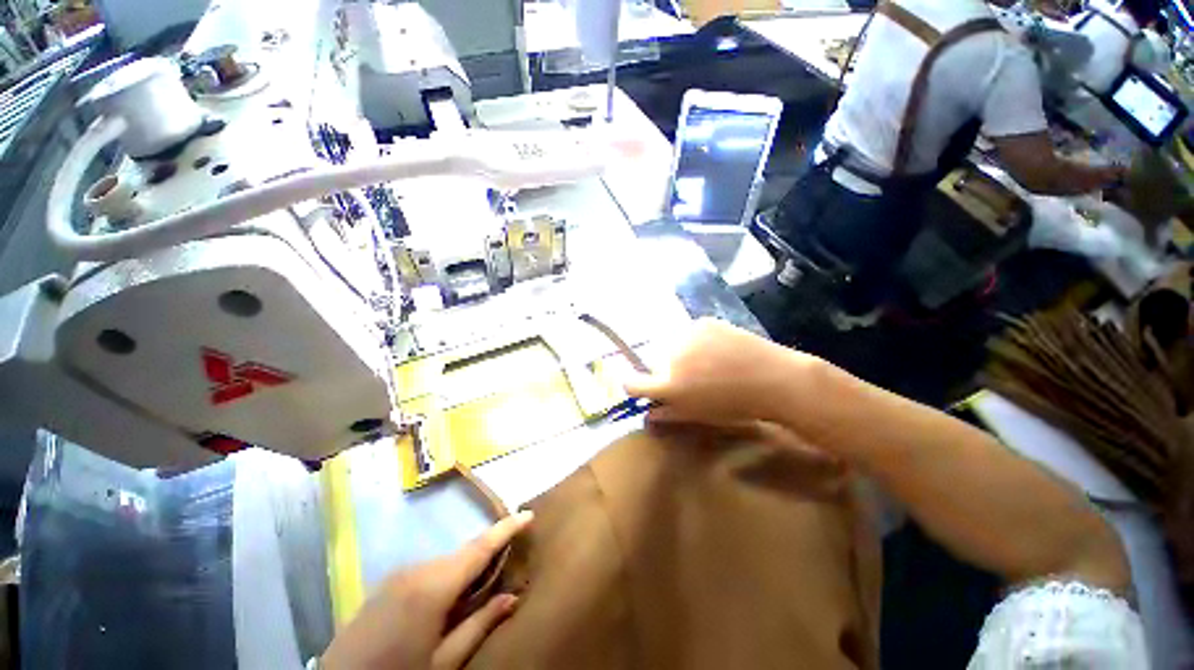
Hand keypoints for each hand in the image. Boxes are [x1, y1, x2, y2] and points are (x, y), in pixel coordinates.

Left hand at [322, 512, 532, 669]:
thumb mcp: (443, 663)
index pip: (479, 547)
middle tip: (510, 559)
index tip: (529, 514)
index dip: (506, 528)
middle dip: (487, 553)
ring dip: (465, 568)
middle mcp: (416, 569)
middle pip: (463, 553)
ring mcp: (397, 575)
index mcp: (433, 585)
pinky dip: (445, 577)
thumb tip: (512, 597)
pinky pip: (426, 572)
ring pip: (445, 562)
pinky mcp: (385, 585)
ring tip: (481, 587)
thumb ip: (479, 625)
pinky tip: (447, 600)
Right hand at [624, 319, 820, 427]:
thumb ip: (669, 413)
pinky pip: (690, 333)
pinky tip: (718, 349)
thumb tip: (647, 413)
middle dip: (666, 370)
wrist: (775, 379)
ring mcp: (687, 336)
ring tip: (709, 362)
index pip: (632, 383)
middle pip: (655, 362)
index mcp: (669, 386)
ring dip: (681, 354)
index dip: (633, 385)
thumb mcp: (700, 416)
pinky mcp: (702, 322)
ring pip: (672, 345)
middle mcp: (671, 358)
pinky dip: (697, 341)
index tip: (641, 386)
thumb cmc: (737, 406)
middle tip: (690, 377)